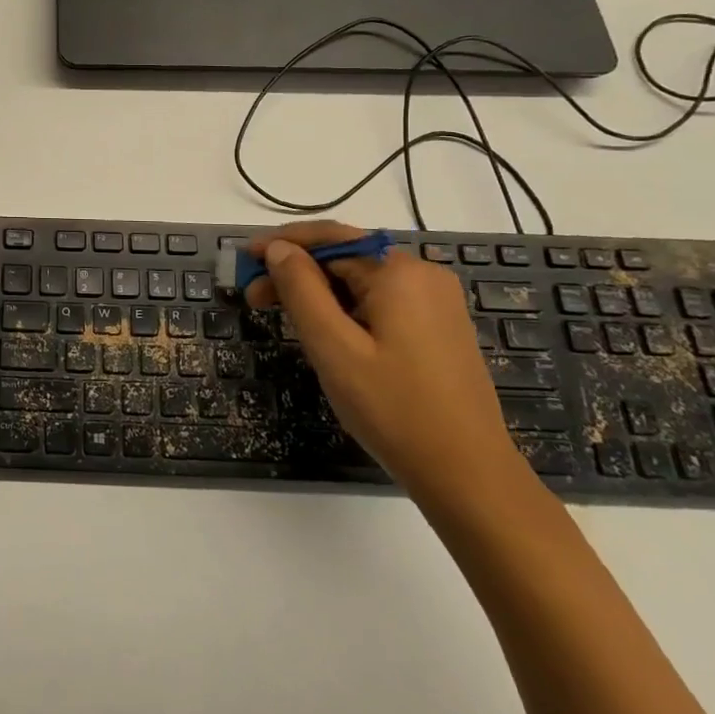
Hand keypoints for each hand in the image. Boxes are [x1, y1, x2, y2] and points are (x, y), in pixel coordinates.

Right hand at [248, 221, 530, 508]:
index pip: (330, 238)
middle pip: (346, 257)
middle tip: (255, 298)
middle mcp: (423, 275)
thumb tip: (280, 249)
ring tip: (286, 319)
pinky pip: (382, 301)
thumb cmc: (393, 409)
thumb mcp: (333, 347)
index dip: (283, 244)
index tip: (245, 258)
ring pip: (362, 281)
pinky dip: (347, 308)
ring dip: (320, 292)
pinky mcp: (440, 327)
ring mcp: (437, 302)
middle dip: (298, 272)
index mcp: (399, 272)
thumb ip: (301, 289)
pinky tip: (328, 333)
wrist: (469, 475)